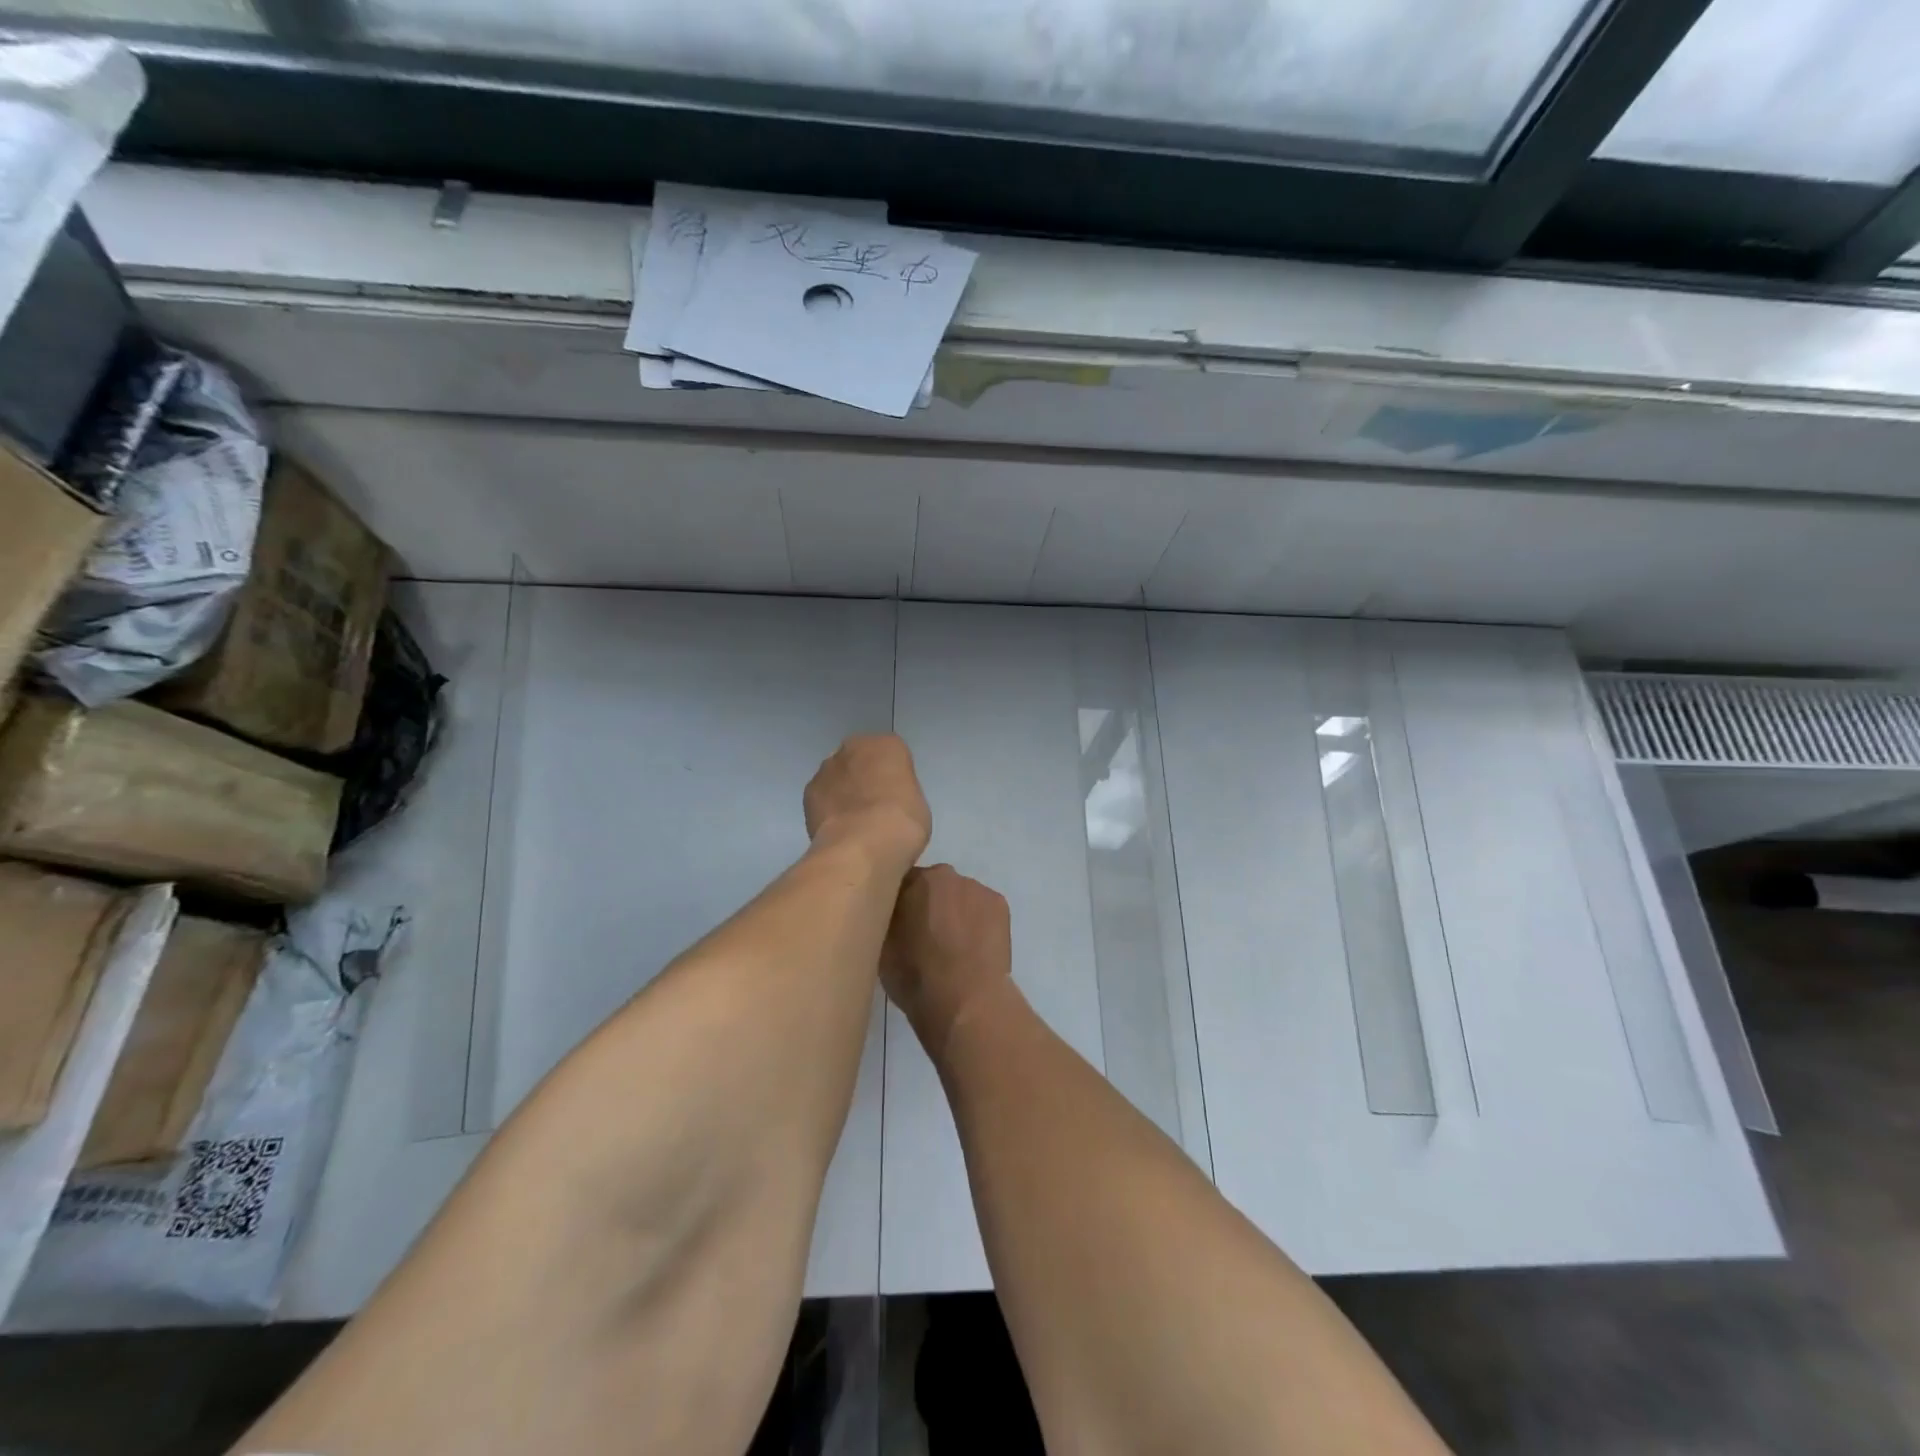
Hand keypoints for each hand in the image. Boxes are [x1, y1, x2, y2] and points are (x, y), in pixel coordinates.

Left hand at [803, 734, 931, 869]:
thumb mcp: (918, 805)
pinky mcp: (809, 792)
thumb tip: (888, 803)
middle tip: (875, 809)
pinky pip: (822, 798)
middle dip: (865, 778)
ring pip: (838, 777)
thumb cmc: (902, 823)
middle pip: (860, 760)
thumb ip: (900, 793)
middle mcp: (854, 747)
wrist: (862, 846)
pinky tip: (839, 831)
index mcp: (888, 745)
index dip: (894, 778)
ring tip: (855, 825)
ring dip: (843, 793)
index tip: (897, 799)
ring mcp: (827, 768)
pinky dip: (828, 810)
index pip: (892, 755)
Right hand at [882, 865, 1012, 1050]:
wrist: (965, 1001)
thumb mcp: (882, 946)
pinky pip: (982, 909)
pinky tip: (975, 949)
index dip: (900, 904)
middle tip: (925, 938)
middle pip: (934, 887)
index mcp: (913, 880)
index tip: (898, 925)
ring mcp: (978, 889)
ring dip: (955, 914)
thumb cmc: (915, 975)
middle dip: (929, 905)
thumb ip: (886, 918)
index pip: (902, 883)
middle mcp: (947, 875)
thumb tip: (893, 913)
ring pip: (960, 897)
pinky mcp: (1000, 906)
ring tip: (954, 949)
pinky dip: (978, 924)